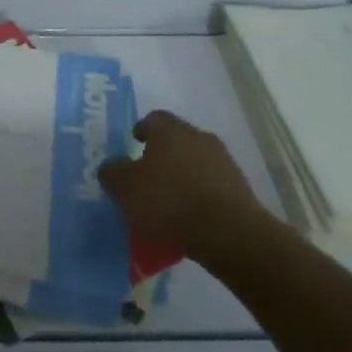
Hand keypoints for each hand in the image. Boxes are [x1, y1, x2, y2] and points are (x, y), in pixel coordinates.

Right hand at [99, 110, 257, 257]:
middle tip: (146, 179)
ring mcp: (223, 162)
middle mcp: (199, 137)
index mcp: (171, 130)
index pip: (153, 119)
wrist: (228, 232)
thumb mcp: (125, 187)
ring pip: (195, 165)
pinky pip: (210, 188)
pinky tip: (188, 221)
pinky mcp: (240, 189)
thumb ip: (112, 172)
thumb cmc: (169, 201)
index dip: (141, 130)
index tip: (133, 145)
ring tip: (166, 206)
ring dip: (182, 178)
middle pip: (176, 141)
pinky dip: (198, 198)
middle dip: (161, 157)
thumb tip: (111, 167)